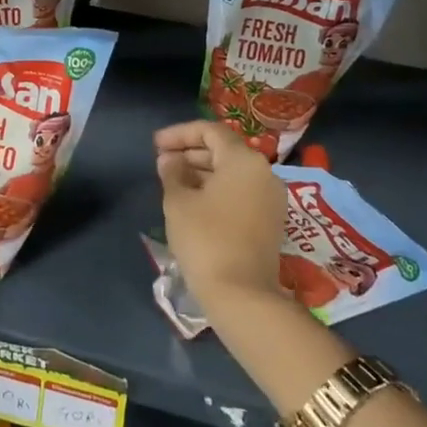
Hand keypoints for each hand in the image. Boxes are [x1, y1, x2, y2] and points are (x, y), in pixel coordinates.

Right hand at [154, 121, 286, 312]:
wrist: (241, 294)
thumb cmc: (206, 239)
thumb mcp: (178, 202)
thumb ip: (172, 173)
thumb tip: (170, 160)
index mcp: (243, 160)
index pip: (210, 131)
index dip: (180, 134)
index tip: (155, 145)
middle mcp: (263, 173)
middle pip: (224, 150)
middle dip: (190, 152)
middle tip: (161, 162)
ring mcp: (270, 198)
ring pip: (232, 172)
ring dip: (201, 171)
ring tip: (171, 181)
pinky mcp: (270, 221)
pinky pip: (240, 191)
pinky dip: (216, 189)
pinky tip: (192, 200)